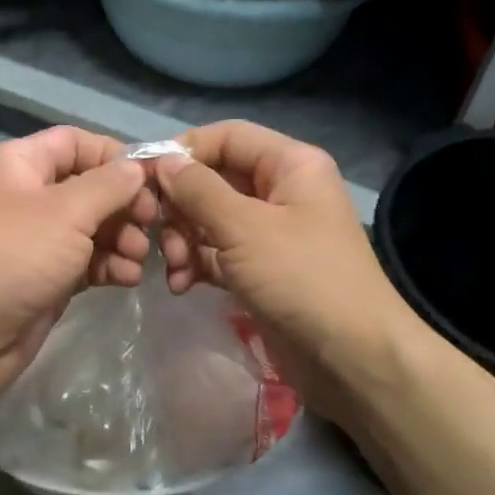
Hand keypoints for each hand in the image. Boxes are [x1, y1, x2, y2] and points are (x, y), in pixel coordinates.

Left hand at [0, 126, 158, 409]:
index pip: (77, 143)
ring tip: (138, 257)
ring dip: (124, 239)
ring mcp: (40, 240)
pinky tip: (128, 279)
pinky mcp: (49, 278)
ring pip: (95, 228)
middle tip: (152, 225)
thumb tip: (138, 168)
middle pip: (92, 187)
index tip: (153, 179)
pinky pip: (89, 262)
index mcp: (22, 164)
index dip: (115, 157)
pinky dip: (111, 266)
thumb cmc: (14, 257)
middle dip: (126, 205)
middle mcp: (31, 196)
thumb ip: (110, 185)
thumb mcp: (67, 211)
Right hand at [154, 121, 414, 424]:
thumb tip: (163, 160)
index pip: (227, 137)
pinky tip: (181, 286)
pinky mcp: (261, 270)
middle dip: (181, 208)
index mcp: (291, 165)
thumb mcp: (244, 228)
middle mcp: (281, 192)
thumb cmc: (302, 278)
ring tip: (175, 269)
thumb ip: (198, 190)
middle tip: (159, 237)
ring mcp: (271, 234)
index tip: (145, 178)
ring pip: (211, 220)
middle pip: (214, 180)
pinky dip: (197, 265)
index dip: (185, 152)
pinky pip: (218, 254)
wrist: (350, 357)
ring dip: (184, 241)